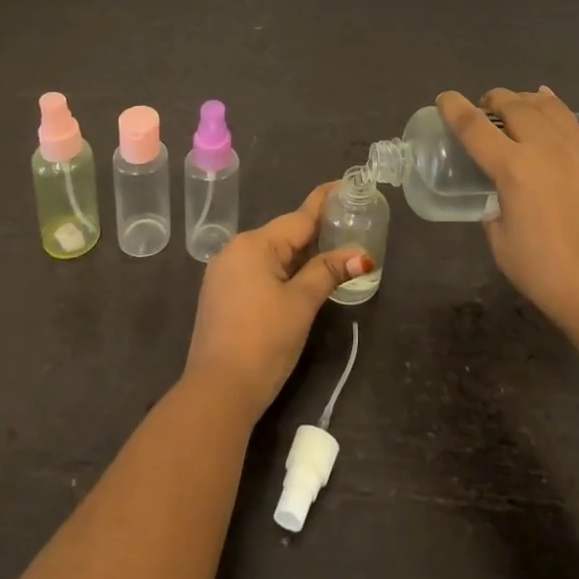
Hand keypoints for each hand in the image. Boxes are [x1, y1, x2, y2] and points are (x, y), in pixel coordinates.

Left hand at [184, 183, 373, 425]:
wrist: (217, 393)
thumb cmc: (263, 342)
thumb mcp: (301, 303)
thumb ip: (327, 272)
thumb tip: (360, 254)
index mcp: (254, 244)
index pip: (299, 217)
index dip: (325, 203)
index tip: (345, 185)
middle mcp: (235, 250)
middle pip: (285, 235)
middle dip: (316, 233)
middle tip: (350, 225)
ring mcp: (224, 273)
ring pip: (272, 254)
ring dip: (300, 254)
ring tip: (333, 250)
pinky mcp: (222, 295)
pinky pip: (258, 271)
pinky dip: (282, 271)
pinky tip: (301, 278)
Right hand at [438, 87, 578, 348]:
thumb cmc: (551, 276)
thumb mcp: (502, 245)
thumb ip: (494, 210)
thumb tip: (498, 197)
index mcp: (514, 169)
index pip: (474, 127)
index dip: (453, 108)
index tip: (443, 98)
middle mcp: (544, 147)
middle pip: (511, 104)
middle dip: (490, 101)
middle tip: (481, 111)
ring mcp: (575, 148)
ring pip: (543, 104)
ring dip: (521, 100)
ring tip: (513, 109)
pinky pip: (569, 118)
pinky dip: (550, 106)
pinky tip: (546, 107)